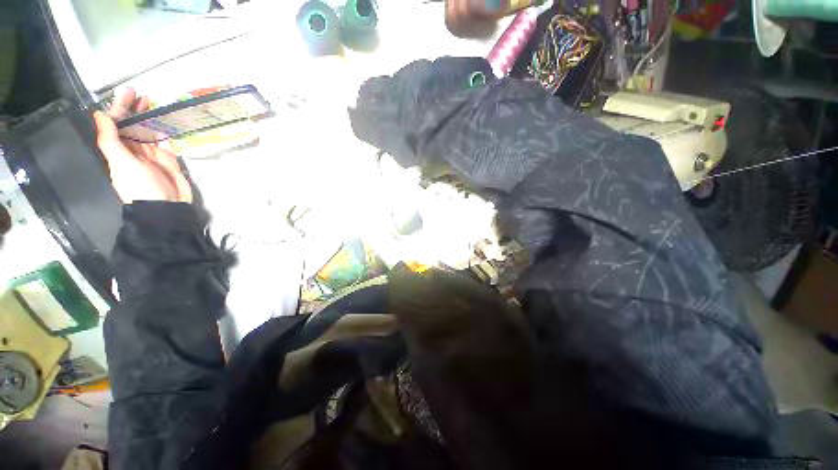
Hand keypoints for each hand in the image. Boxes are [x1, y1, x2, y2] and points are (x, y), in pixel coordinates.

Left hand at [94, 88, 192, 203]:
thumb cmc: (141, 186)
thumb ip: (109, 139)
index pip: (116, 124)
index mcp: (118, 149)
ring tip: (153, 103)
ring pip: (148, 130)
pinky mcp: (168, 158)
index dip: (119, 108)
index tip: (127, 94)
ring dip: (149, 117)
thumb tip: (100, 114)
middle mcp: (133, 149)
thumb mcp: (121, 163)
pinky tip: (166, 120)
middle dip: (134, 109)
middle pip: (131, 125)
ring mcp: (152, 154)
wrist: (166, 206)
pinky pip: (165, 140)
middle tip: (141, 95)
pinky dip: (165, 130)